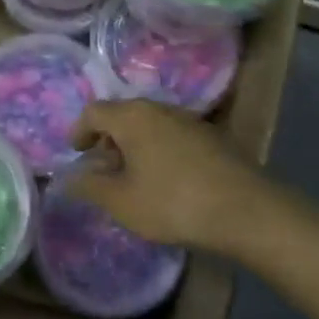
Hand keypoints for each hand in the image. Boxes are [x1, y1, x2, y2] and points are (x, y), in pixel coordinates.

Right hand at [66, 100, 270, 255]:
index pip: (94, 112)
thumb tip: (71, 178)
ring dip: (134, 145)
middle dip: (107, 139)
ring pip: (149, 124)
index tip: (76, 154)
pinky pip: (172, 135)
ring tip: (133, 177)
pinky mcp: (212, 136)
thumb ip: (91, 186)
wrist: (248, 211)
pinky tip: (166, 180)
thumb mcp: (122, 202)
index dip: (79, 131)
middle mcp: (159, 108)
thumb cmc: (174, 202)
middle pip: (122, 115)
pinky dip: (158, 150)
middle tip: (103, 168)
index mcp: (132, 116)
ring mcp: (189, 120)